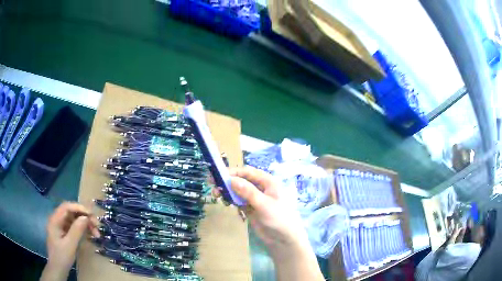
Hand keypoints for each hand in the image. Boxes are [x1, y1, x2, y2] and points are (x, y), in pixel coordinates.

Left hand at [40, 202, 99, 280]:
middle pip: (72, 212)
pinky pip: (75, 226)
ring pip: (75, 219)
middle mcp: (57, 219)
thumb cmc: (62, 257)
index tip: (92, 214)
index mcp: (55, 220)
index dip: (79, 207)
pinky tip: (91, 235)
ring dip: (86, 224)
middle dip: (84, 217)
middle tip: (97, 225)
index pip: (66, 207)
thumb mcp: (70, 245)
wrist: (58, 269)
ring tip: (96, 233)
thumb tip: (86, 217)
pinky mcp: (65, 232)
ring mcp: (61, 226)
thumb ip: (76, 230)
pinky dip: (83, 229)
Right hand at [213, 166, 322, 280]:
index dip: (233, 172)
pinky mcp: (251, 208)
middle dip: (228, 182)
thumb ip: (248, 192)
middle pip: (241, 180)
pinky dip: (231, 200)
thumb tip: (232, 180)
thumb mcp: (264, 204)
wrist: (283, 239)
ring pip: (238, 190)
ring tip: (216, 195)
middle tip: (213, 186)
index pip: (248, 172)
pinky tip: (226, 203)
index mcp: (268, 182)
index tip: (218, 175)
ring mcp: (255, 198)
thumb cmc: (279, 218)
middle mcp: (261, 187)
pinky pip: (238, 200)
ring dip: (228, 191)